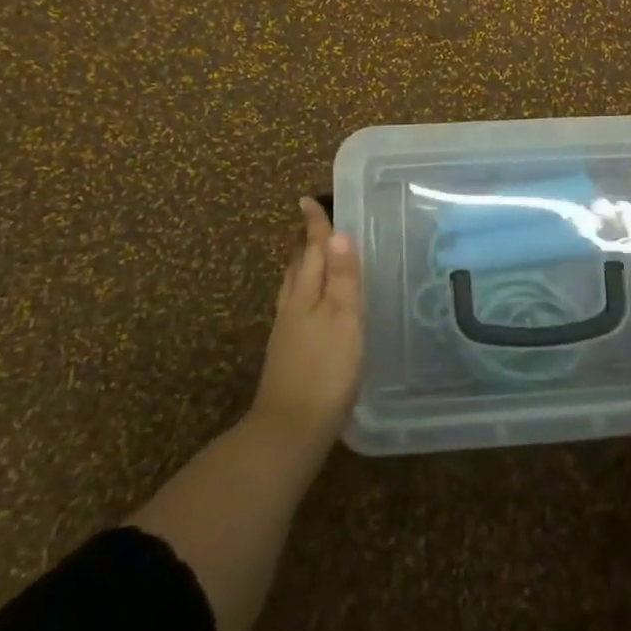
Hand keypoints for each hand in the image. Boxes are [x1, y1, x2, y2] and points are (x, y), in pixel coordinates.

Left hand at [250, 198, 362, 453]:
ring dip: (303, 267)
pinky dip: (305, 294)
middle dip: (306, 243)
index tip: (306, 199)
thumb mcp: (344, 318)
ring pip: (294, 288)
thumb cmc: (325, 369)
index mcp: (306, 293)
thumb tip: (338, 233)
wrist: (289, 430)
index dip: (313, 225)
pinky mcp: (288, 354)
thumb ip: (342, 277)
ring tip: (314, 259)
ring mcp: (286, 332)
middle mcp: (291, 306)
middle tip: (314, 225)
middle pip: (298, 266)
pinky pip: (296, 308)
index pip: (312, 249)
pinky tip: (314, 308)